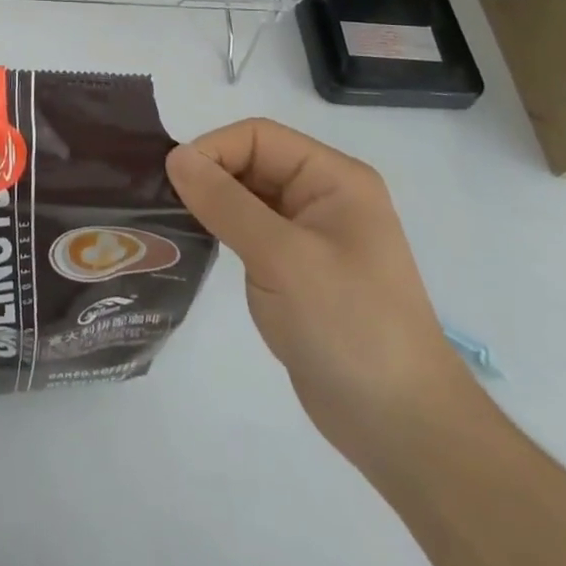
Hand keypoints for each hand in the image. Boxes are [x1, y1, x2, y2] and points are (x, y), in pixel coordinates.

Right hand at [165, 119, 475, 473]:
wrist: (402, 429)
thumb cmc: (349, 326)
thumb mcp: (283, 258)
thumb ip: (226, 202)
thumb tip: (175, 156)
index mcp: (334, 178)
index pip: (258, 137)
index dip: (214, 149)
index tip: (173, 181)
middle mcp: (323, 197)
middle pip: (251, 162)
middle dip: (209, 175)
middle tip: (163, 202)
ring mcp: (311, 235)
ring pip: (247, 197)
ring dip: (212, 204)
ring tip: (170, 222)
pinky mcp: (298, 270)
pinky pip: (250, 232)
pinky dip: (222, 232)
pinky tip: (196, 246)